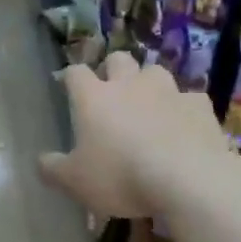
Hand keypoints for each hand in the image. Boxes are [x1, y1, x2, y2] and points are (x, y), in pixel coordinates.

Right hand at [39, 52, 230, 218]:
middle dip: (113, 69)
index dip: (70, 77)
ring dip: (149, 84)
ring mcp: (168, 91)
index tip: (68, 85)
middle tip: (111, 91)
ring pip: (155, 72)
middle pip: (118, 59)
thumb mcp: (75, 182)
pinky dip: (183, 109)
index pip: (76, 73)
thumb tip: (41, 161)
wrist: (187, 179)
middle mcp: (129, 85)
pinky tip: (184, 126)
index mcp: (94, 98)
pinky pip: (189, 99)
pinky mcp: (200, 106)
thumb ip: (53, 169)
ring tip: (149, 105)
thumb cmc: (120, 176)